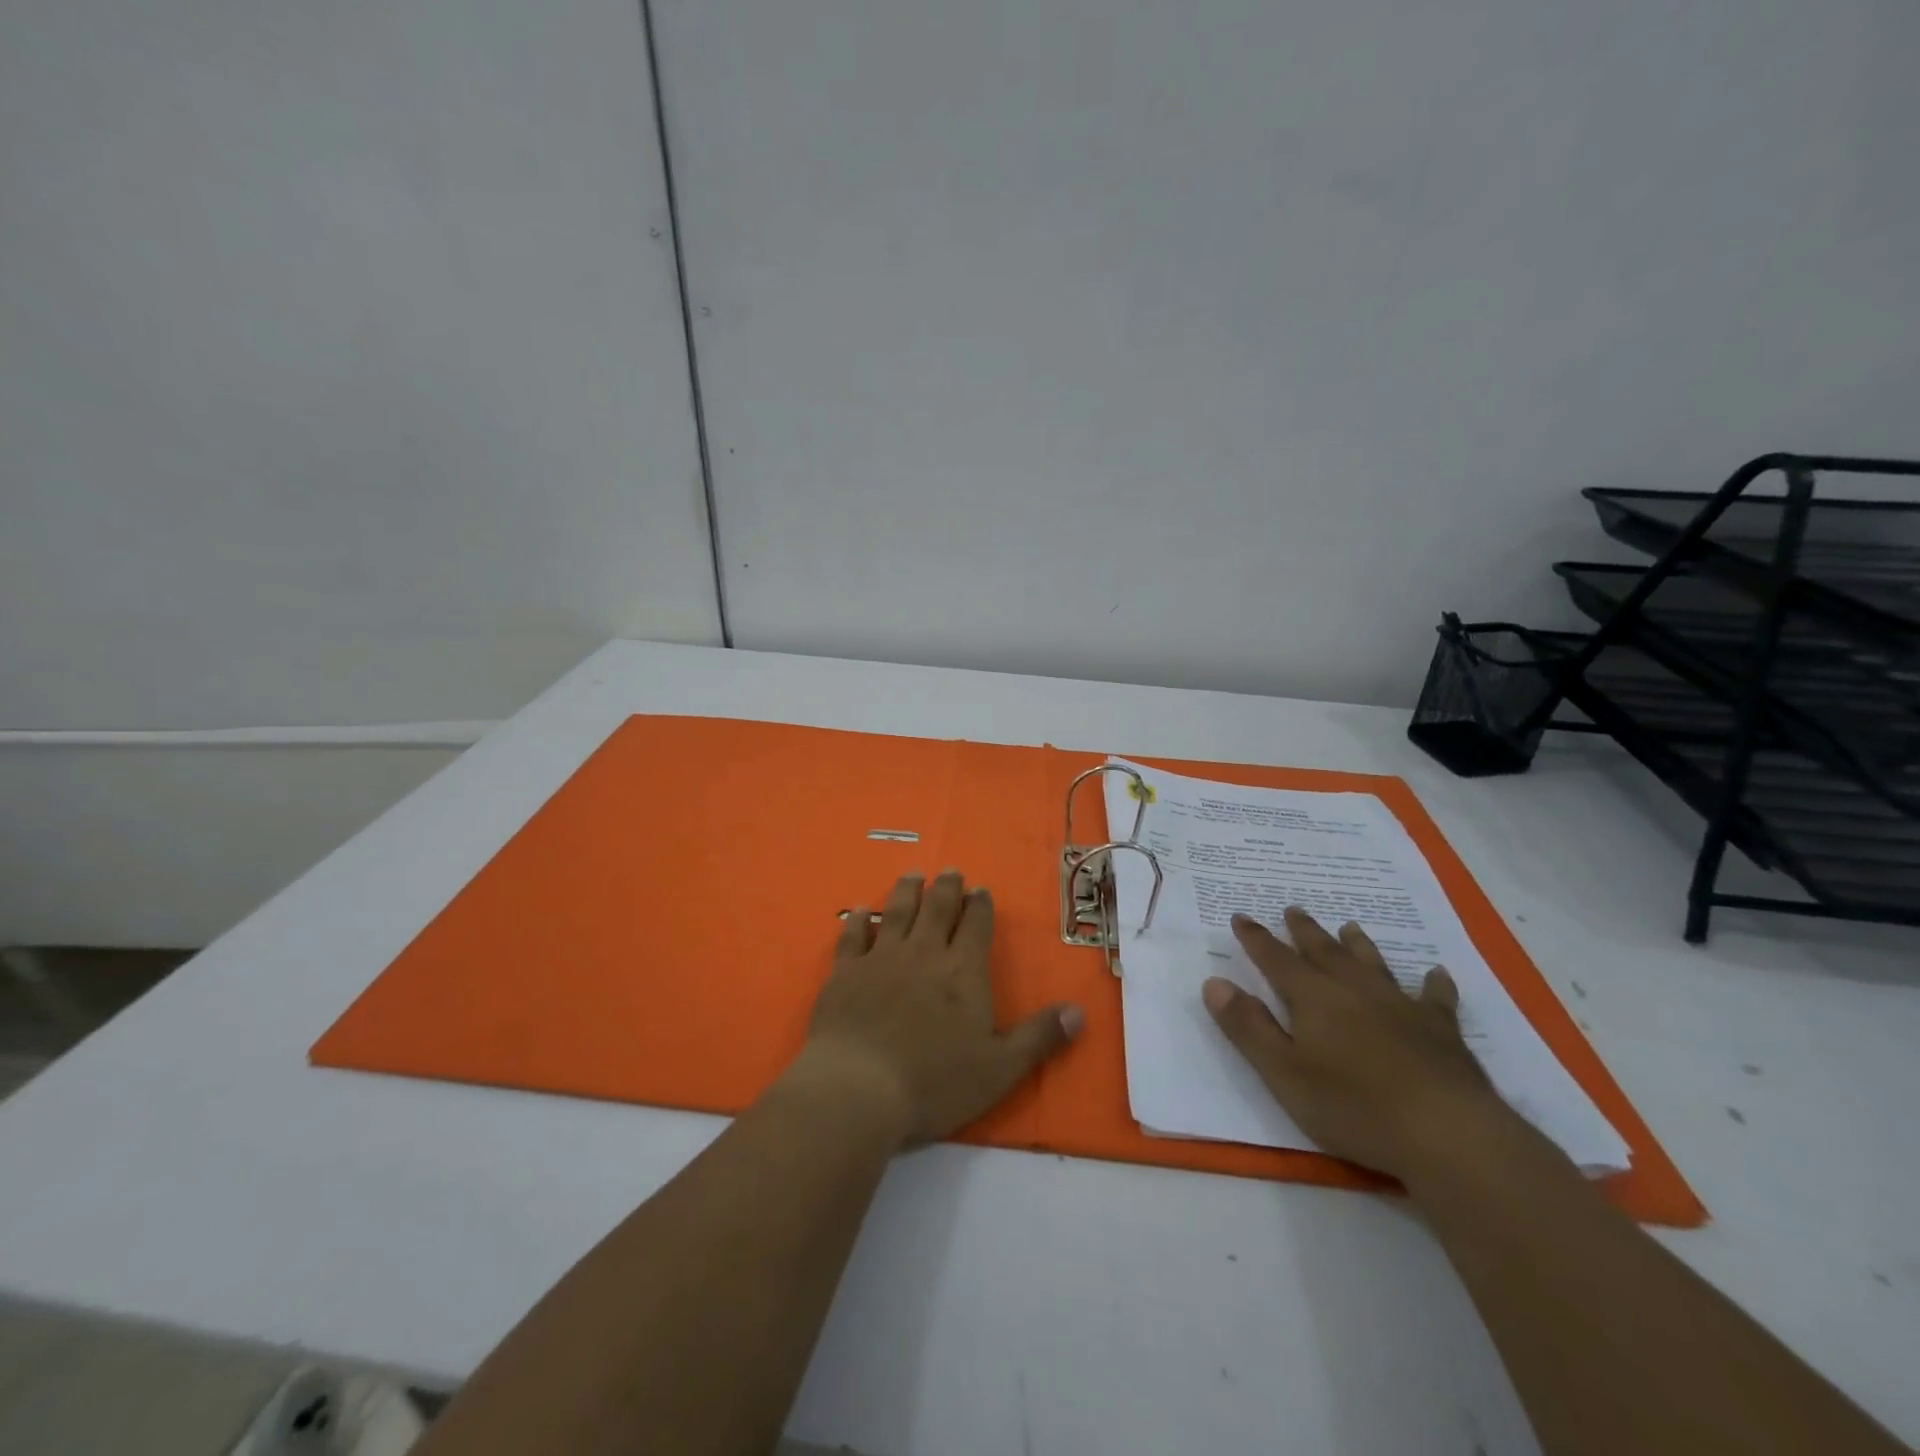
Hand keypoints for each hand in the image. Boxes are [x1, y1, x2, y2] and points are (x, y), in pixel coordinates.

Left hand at [795, 870, 1083, 1149]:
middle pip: (937, 909)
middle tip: (951, 872)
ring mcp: (881, 959)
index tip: (981, 890)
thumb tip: (1079, 1011)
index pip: (976, 925)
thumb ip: (1039, 1037)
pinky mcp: (845, 973)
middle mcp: (923, 953)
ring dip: (907, 892)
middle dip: (947, 888)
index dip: (980, 905)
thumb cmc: (934, 1081)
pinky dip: (857, 921)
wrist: (858, 1088)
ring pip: (897, 912)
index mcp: (962, 971)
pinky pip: (852, 937)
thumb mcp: (1000, 1068)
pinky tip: (858, 911)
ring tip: (913, 875)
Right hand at [1202, 907, 1514, 1181]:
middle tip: (1293, 909)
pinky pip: (1435, 997)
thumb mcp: (1284, 1073)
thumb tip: (1214, 982)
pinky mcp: (1441, 1030)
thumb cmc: (1353, 1106)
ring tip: (1349, 926)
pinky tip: (1436, 974)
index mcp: (1312, 997)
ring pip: (1373, 964)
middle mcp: (1354, 989)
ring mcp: (1401, 1006)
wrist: (1447, 1134)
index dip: (1255, 938)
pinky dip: (1433, 983)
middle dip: (1304, 931)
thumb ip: (1248, 1027)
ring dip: (1358, 945)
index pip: (1275, 959)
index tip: (1241, 916)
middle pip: (1324, 951)